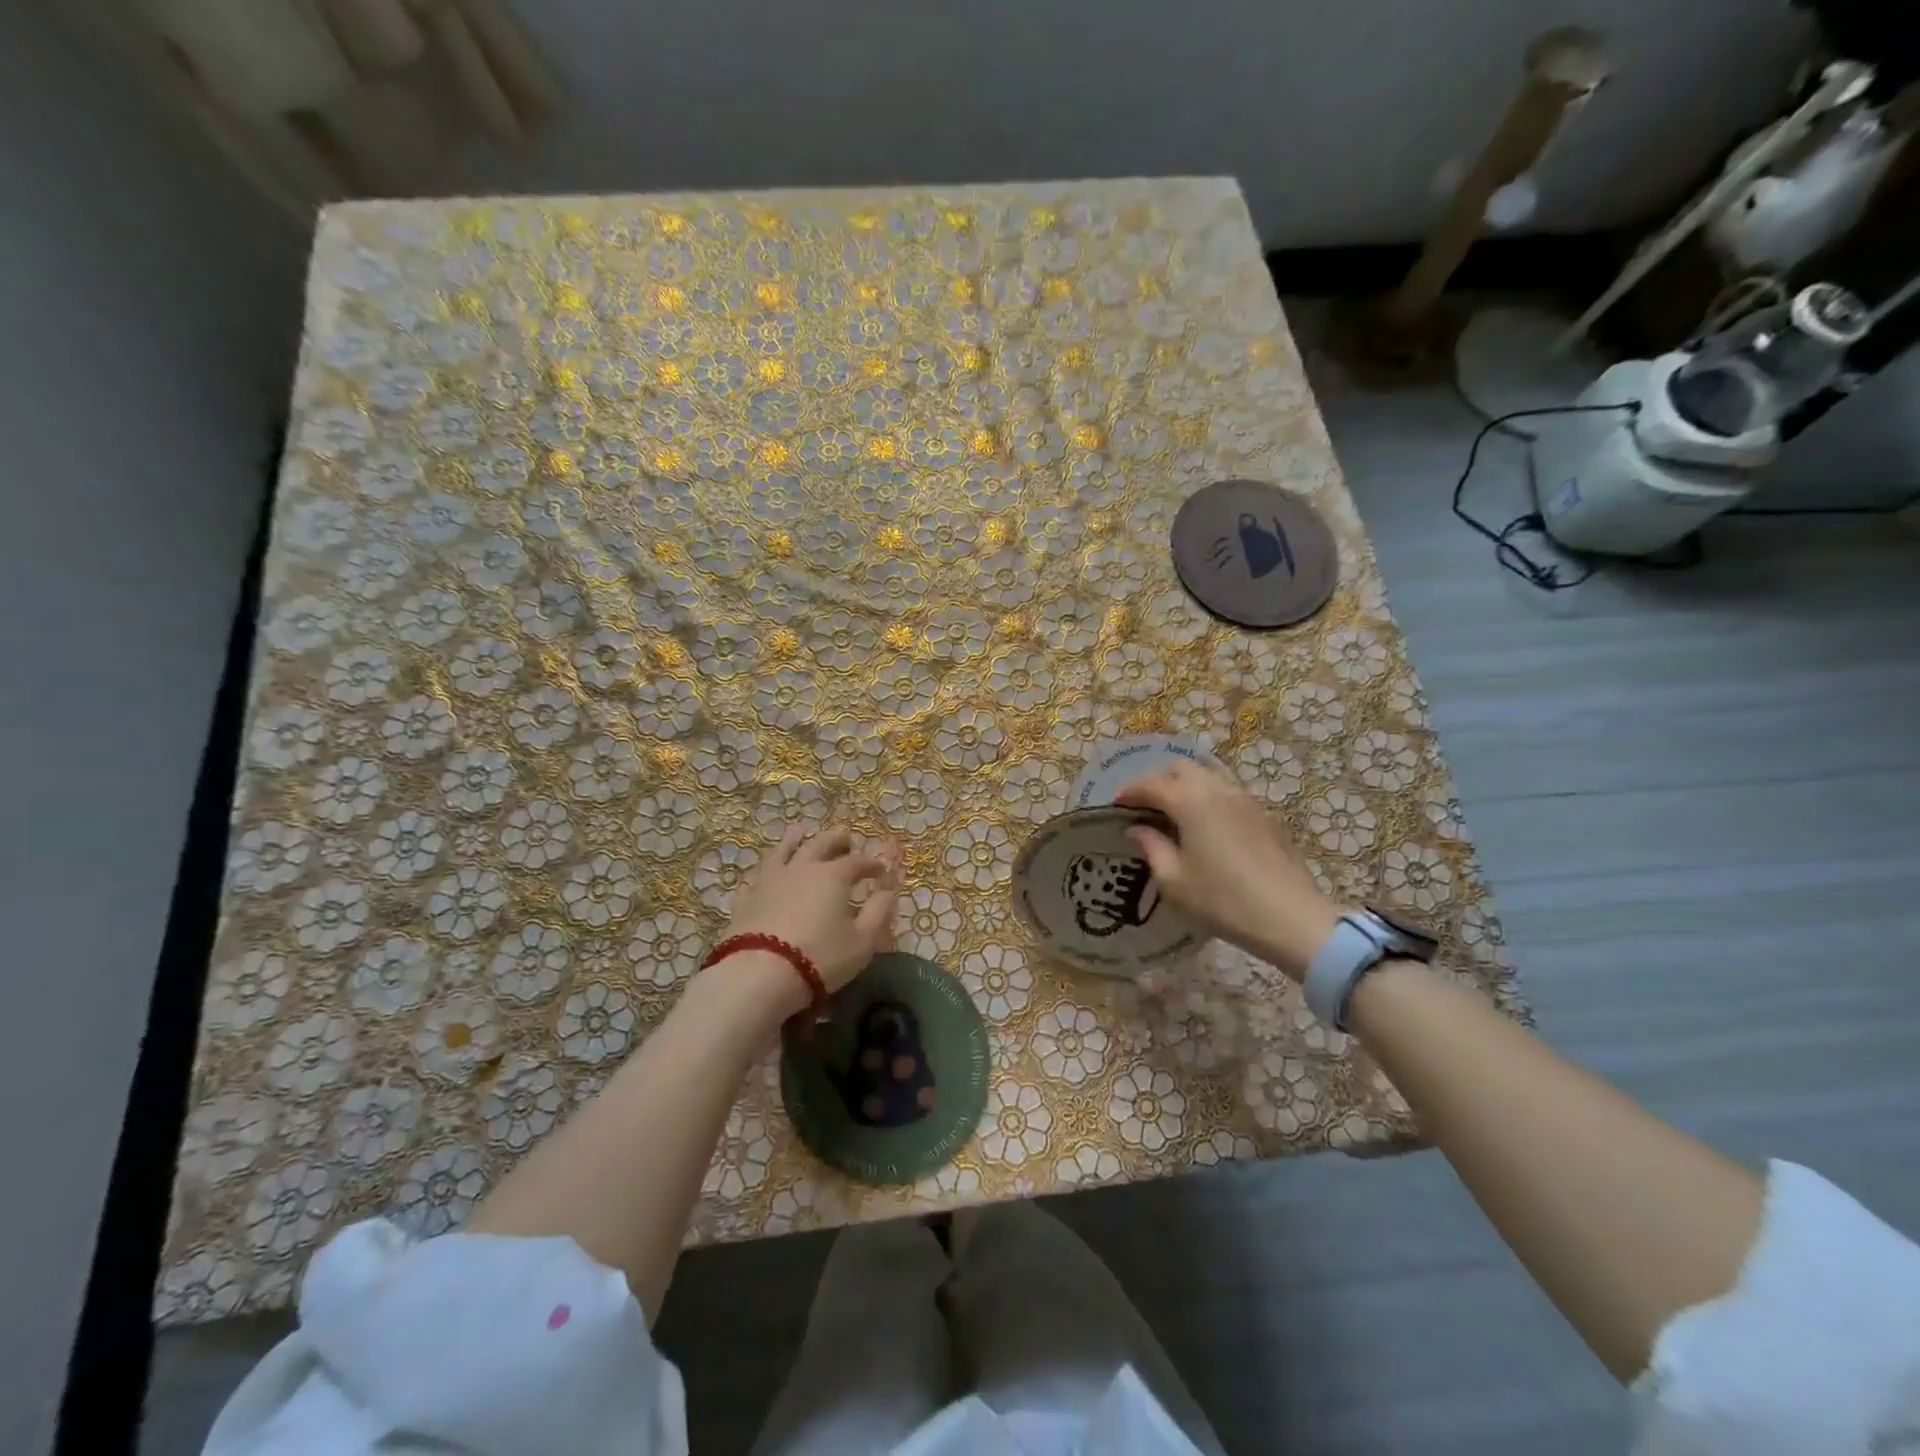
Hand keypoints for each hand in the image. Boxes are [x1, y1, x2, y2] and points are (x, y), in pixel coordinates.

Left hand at [717, 826, 899, 1007]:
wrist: (760, 974)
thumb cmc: (820, 957)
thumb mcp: (863, 941)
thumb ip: (879, 913)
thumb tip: (888, 892)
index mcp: (834, 875)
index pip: (858, 861)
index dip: (871, 864)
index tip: (880, 870)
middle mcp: (802, 868)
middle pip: (821, 844)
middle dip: (837, 840)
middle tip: (845, 839)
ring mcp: (770, 880)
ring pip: (783, 850)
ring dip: (794, 840)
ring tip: (799, 832)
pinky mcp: (746, 898)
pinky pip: (757, 877)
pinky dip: (766, 872)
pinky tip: (765, 875)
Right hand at [1115, 761, 1342, 979]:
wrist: (1290, 918)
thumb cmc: (1222, 901)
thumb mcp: (1174, 881)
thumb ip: (1152, 848)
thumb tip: (1138, 829)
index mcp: (1190, 801)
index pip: (1151, 784)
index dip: (1130, 792)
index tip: (1116, 805)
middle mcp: (1218, 790)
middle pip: (1182, 768)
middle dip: (1159, 780)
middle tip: (1145, 806)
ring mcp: (1246, 800)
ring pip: (1209, 776)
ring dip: (1186, 786)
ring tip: (1175, 812)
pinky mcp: (1265, 815)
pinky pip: (1229, 792)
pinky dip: (1209, 797)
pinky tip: (1206, 825)